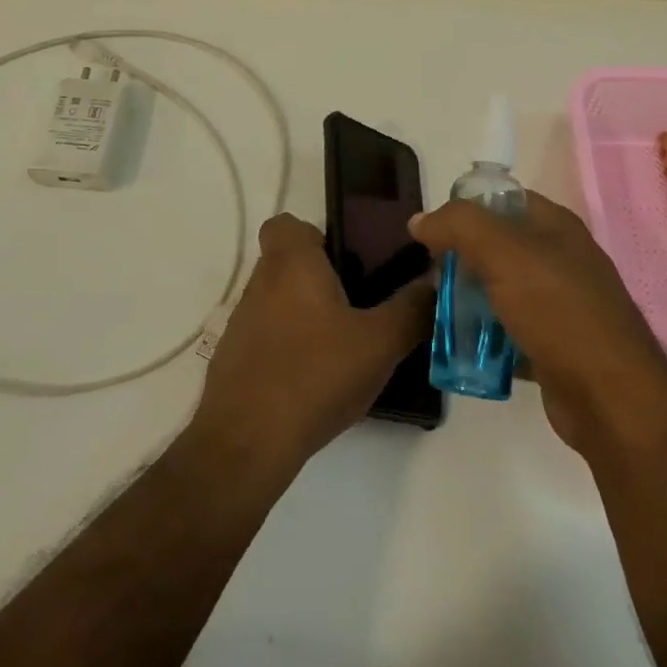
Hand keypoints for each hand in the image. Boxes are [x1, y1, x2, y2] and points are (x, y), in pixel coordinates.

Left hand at [192, 214, 433, 475]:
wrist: (247, 442)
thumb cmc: (315, 374)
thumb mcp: (380, 344)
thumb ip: (411, 309)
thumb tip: (434, 281)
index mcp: (291, 264)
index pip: (285, 224)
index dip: (314, 235)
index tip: (345, 260)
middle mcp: (260, 283)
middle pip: (287, 264)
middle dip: (320, 279)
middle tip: (359, 307)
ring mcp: (241, 322)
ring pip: (277, 302)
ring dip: (305, 315)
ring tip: (342, 348)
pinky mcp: (233, 359)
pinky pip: (266, 338)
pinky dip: (287, 348)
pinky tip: (314, 381)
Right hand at [411, 192, 666, 459]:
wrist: (612, 399)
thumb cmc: (559, 311)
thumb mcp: (504, 254)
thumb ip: (459, 226)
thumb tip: (420, 220)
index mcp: (556, 226)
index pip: (502, 199)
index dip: (466, 208)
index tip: (431, 232)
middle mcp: (560, 259)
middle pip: (498, 246)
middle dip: (461, 258)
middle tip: (430, 276)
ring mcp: (560, 304)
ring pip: (501, 290)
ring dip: (469, 299)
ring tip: (436, 311)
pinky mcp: (554, 345)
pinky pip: (509, 330)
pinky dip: (485, 336)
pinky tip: (460, 346)